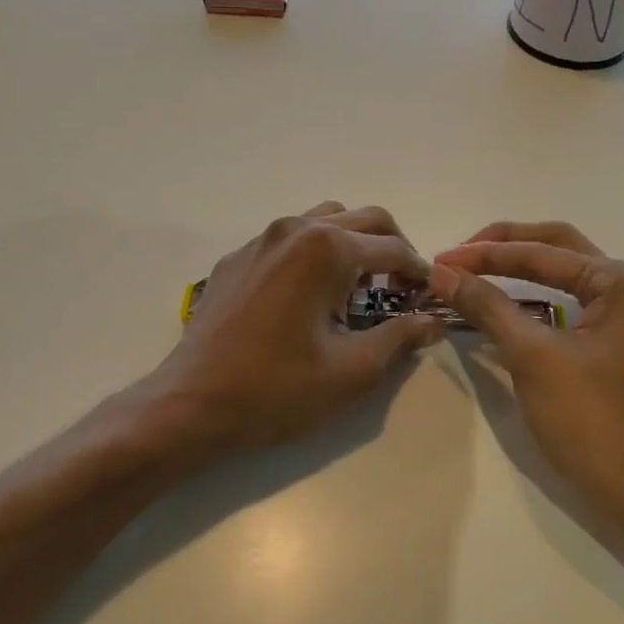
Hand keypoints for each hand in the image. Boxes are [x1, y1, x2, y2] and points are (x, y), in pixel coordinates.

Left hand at [151, 202, 441, 453]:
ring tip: (359, 286)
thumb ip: (399, 338)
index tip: (430, 298)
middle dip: (393, 248)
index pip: (394, 249)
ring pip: (325, 220)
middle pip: (365, 219)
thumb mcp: (352, 371)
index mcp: (327, 249)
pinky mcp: (238, 258)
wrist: (192, 404)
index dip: (420, 273)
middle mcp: (295, 229)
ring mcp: (261, 239)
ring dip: (354, 243)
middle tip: (403, 288)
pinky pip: (290, 239)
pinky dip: (316, 253)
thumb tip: (432, 321)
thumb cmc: (278, 389)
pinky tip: (311, 295)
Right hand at [431, 222, 623, 514]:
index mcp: (622, 280)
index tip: (439, 261)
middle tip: (456, 256)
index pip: (542, 253)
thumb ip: (487, 306)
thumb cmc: (590, 419)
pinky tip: (503, 302)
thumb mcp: (532, 356)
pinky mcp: (617, 339)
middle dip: (504, 247)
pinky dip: (534, 298)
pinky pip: (569, 302)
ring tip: (472, 271)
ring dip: (518, 268)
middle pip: (557, 248)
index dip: (485, 255)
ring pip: (563, 275)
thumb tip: (442, 273)